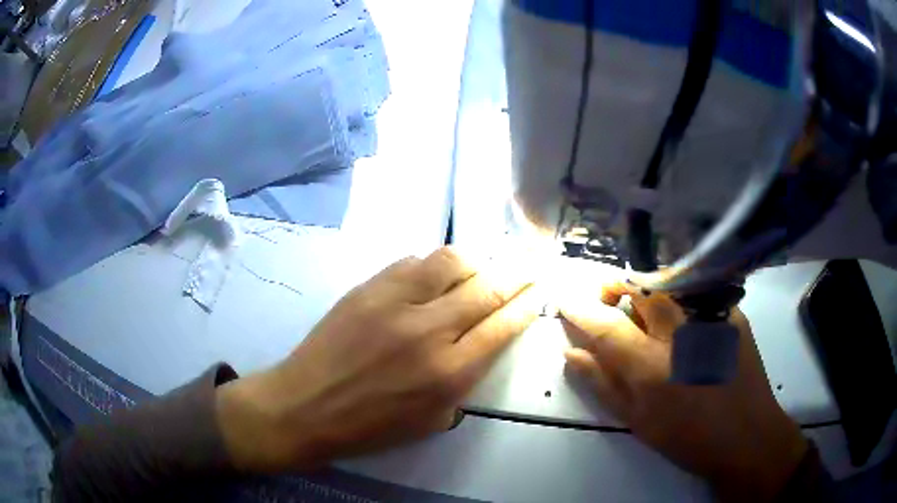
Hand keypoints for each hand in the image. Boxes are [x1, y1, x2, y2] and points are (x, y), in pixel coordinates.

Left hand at [216, 247, 540, 472]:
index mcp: (449, 373)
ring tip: (480, 267)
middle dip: (515, 275)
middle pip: (486, 289)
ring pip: (450, 262)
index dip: (526, 304)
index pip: (502, 326)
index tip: (539, 291)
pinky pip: (412, 262)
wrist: (305, 406)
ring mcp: (395, 303)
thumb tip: (482, 343)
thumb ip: (464, 382)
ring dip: (474, 262)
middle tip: (529, 266)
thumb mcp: (432, 420)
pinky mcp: (367, 289)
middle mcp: (429, 332)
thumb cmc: (370, 426)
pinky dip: (432, 265)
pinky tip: (434, 274)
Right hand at [561, 282, 808, 502]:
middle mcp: (680, 332)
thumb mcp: (637, 421)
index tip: (564, 299)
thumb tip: (573, 353)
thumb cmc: (687, 437)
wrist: (746, 434)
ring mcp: (710, 316)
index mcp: (650, 366)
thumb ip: (603, 384)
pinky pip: (697, 292)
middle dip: (615, 287)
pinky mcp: (732, 311)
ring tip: (646, 312)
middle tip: (610, 303)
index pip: (604, 323)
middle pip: (638, 286)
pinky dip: (680, 300)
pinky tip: (686, 323)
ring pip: (667, 282)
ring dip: (646, 289)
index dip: (578, 307)